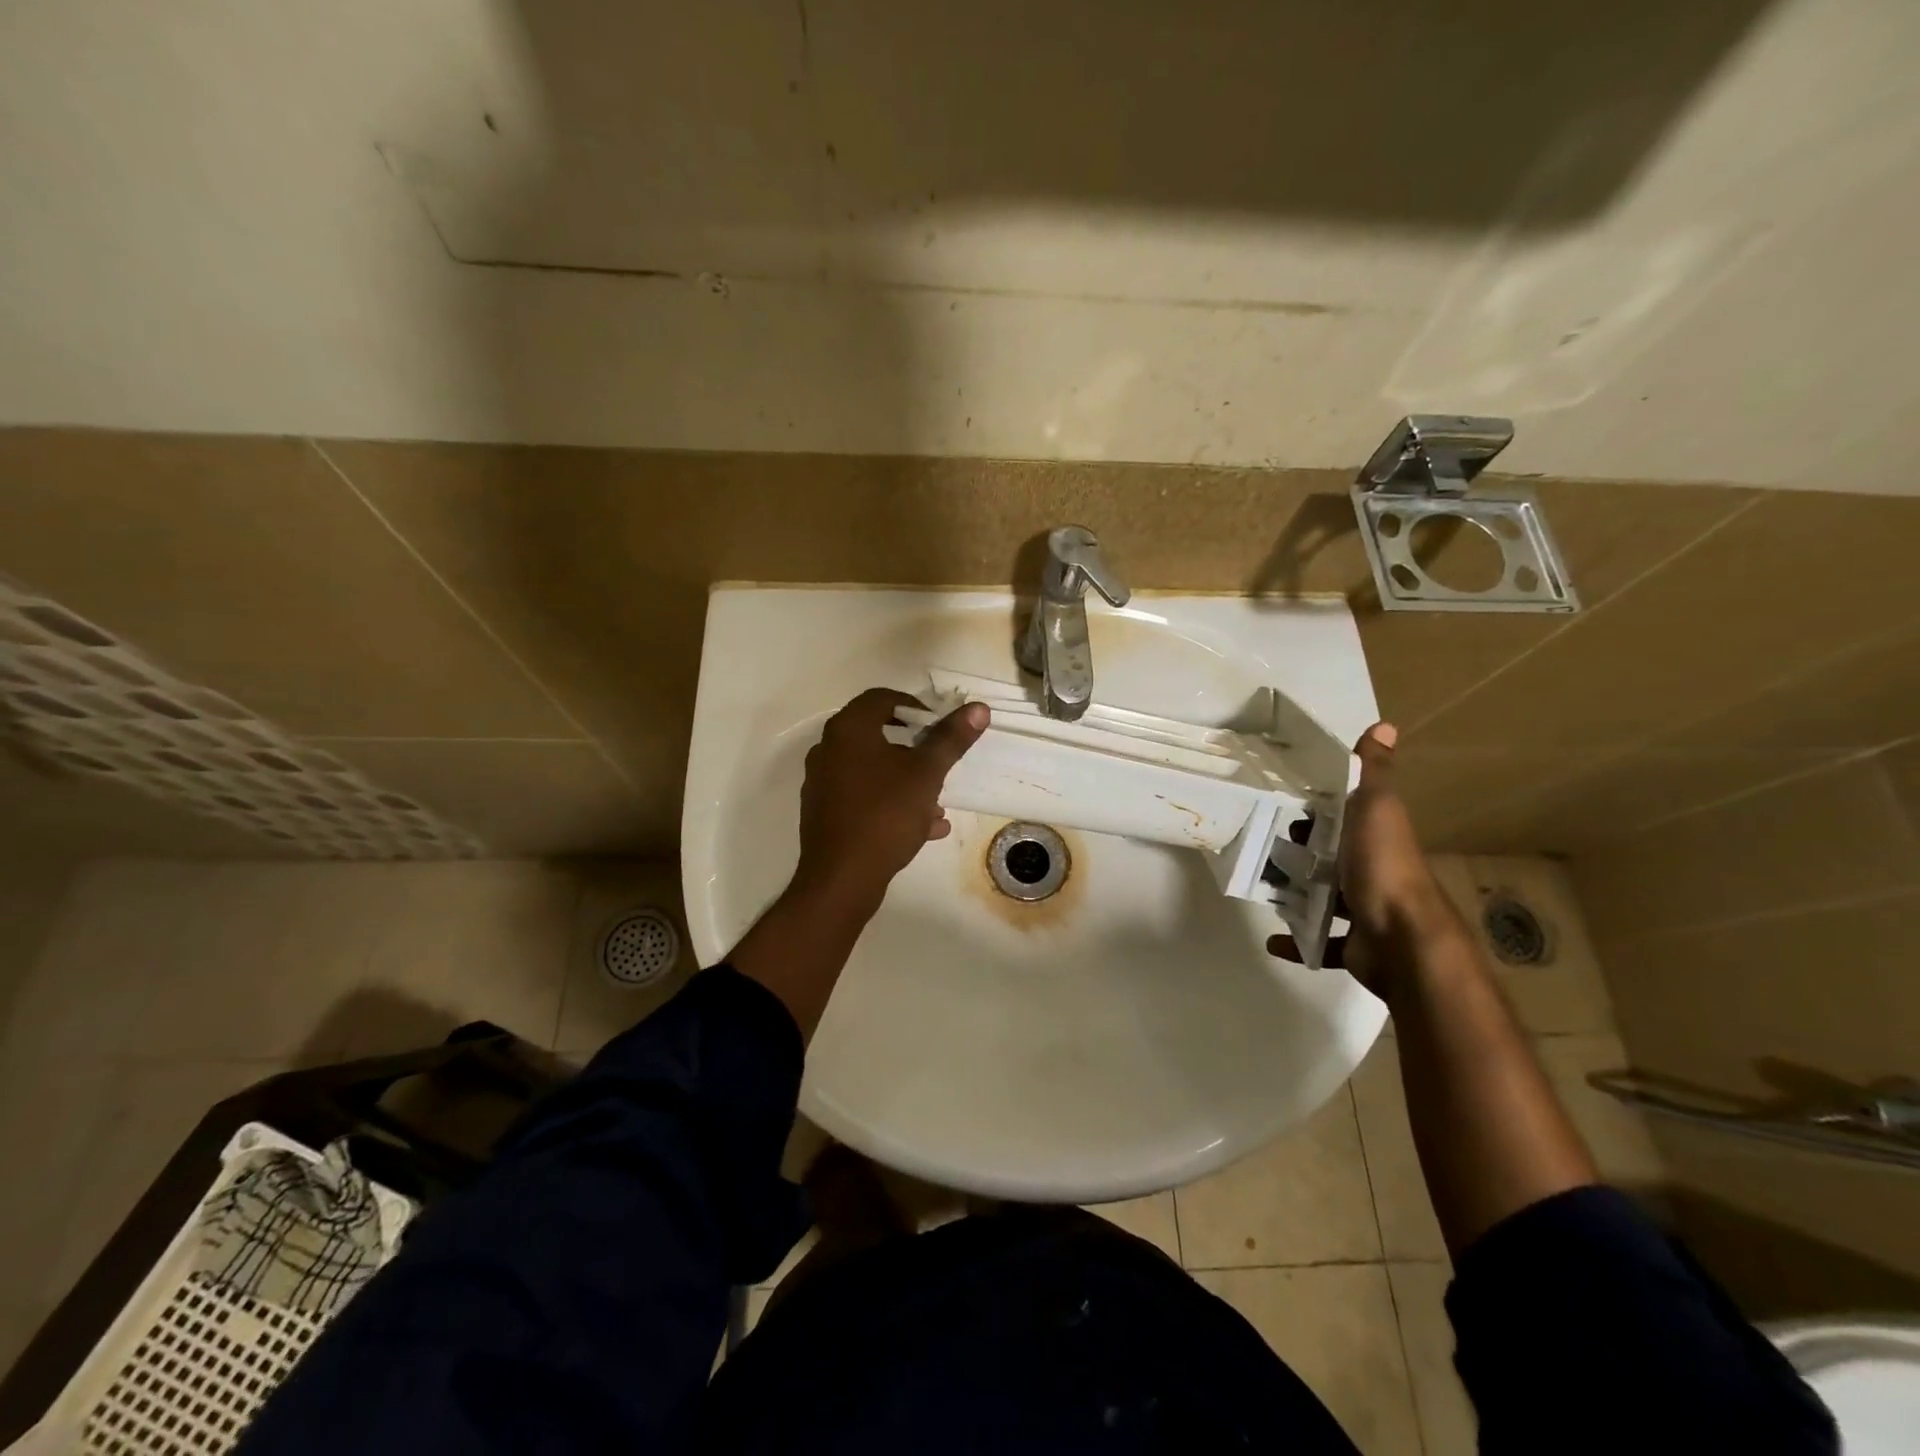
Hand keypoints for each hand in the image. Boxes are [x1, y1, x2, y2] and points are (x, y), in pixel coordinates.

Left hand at [792, 688, 988, 908]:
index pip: (881, 698)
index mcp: (848, 730)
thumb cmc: (885, 815)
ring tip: (937, 803)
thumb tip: (978, 707)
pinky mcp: (824, 813)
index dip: (914, 706)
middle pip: (877, 735)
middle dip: (914, 749)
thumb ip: (950, 739)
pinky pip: (863, 798)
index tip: (939, 727)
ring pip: (872, 771)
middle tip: (940, 763)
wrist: (842, 878)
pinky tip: (924, 828)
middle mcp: (828, 750)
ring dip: (906, 781)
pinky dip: (891, 803)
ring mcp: (823, 783)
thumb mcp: (926, 774)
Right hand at [1269, 722, 1452, 985]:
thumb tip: (1385, 725)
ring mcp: (1365, 912)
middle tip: (1263, 847)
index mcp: (1377, 838)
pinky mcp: (1354, 946)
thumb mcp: (1377, 808)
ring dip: (1296, 894)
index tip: (1283, 807)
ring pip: (1324, 899)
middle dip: (1301, 854)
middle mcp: (1374, 871)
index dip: (1318, 811)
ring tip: (1262, 886)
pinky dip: (1297, 942)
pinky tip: (1274, 939)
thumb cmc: (1384, 866)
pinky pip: (1320, 943)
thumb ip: (1374, 772)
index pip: (1345, 818)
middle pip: (1332, 858)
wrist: (1403, 939)